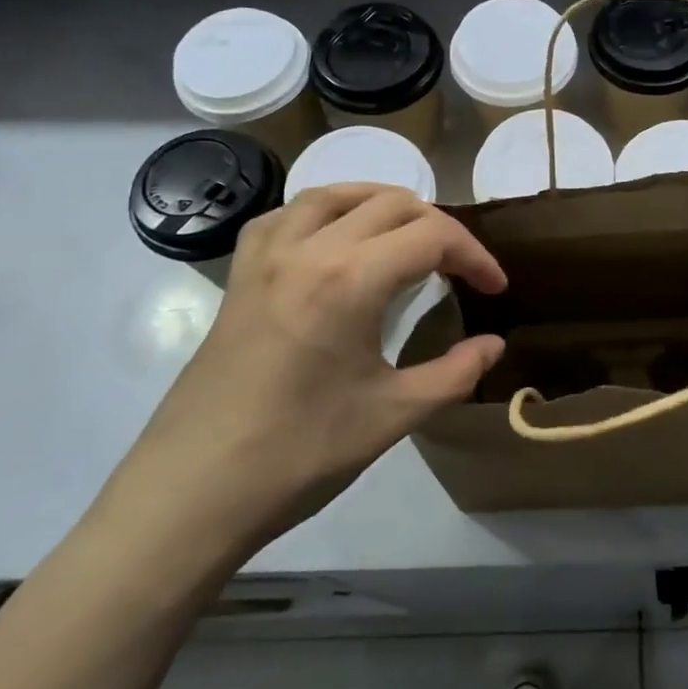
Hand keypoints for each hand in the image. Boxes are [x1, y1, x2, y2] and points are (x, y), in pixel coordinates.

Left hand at [108, 184, 506, 564]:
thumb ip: (455, 373)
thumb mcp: (393, 415)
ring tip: (409, 234)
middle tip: (460, 269)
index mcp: (349, 279)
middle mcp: (307, 250)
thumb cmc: (299, 454)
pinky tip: (335, 241)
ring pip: (334, 195)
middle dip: (438, 228)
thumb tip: (494, 345)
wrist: (193, 493)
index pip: (431, 237)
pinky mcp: (239, 277)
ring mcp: (265, 258)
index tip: (495, 288)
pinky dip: (324, 213)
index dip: (474, 256)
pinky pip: (285, 217)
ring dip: (382, 204)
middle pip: (390, 204)